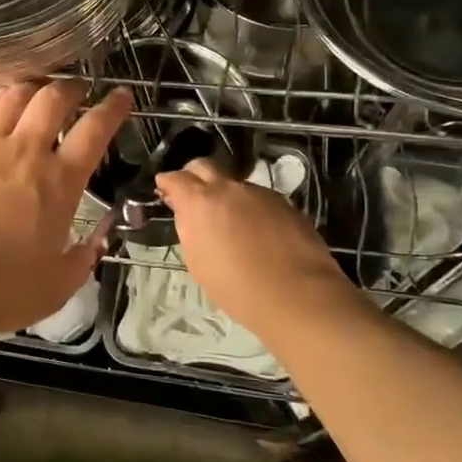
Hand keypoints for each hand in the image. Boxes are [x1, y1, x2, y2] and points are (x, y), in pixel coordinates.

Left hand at [0, 81, 132, 343]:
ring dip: (34, 88)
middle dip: (72, 88)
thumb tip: (96, 243)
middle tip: (77, 90)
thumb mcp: (55, 287)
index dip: (113, 108)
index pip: (95, 130)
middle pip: (54, 99)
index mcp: (59, 183)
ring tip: (38, 92)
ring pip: (14, 96)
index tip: (122, 95)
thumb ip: (81, 260)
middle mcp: (24, 151)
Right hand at [154, 158, 365, 336]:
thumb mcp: (198, 262)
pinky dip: (251, 209)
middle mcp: (229, 188)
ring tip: (230, 223)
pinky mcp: (285, 204)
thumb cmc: (237, 287)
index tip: (164, 191)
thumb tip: (190, 216)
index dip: (167, 183)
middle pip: (204, 166)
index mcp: (200, 202)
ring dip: (226, 196)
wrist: (297, 295)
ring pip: (234, 184)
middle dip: (193, 176)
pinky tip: (257, 232)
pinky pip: (259, 199)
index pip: (175, 177)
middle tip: (192, 197)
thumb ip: (190, 230)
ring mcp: (260, 193)